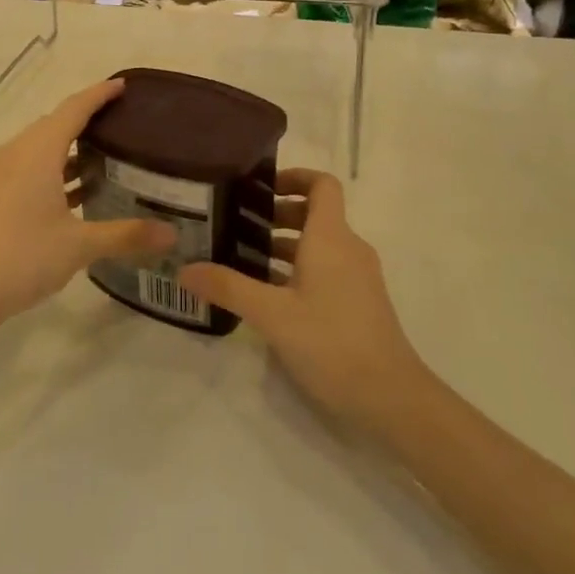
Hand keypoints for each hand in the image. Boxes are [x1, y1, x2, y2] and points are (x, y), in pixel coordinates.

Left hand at [0, 79, 174, 334]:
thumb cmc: (21, 258)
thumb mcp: (80, 245)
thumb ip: (127, 235)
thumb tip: (172, 234)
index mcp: (37, 152)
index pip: (73, 109)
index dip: (99, 94)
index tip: (122, 86)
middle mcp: (14, 153)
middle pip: (54, 125)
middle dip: (86, 121)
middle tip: (121, 126)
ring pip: (39, 149)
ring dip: (68, 151)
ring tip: (104, 159)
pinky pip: (27, 168)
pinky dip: (52, 171)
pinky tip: (72, 195)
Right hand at [179, 169, 430, 434]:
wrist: (390, 397)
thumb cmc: (331, 343)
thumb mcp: (272, 315)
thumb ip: (228, 288)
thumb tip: (184, 269)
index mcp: (331, 238)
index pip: (322, 184)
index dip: (293, 176)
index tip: (258, 187)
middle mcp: (348, 248)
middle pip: (314, 213)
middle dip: (276, 214)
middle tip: (235, 225)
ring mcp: (357, 276)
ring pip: (317, 245)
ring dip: (283, 245)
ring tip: (240, 258)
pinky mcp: (357, 301)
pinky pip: (324, 269)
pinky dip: (296, 269)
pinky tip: (266, 294)